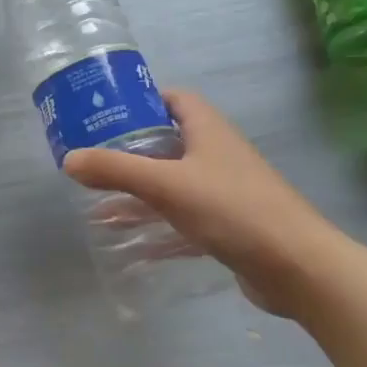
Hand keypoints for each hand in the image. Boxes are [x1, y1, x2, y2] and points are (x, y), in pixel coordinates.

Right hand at [65, 90, 339, 317]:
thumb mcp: (166, 185)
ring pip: (172, 184)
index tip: (105, 114)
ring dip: (139, 194)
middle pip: (166, 143)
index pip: (172, 99)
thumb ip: (115, 170)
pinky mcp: (227, 226)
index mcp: (207, 129)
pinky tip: (129, 244)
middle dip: (129, 153)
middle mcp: (216, 154)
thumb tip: (69, 159)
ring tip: (99, 207)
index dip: (140, 101)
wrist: (298, 266)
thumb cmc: (232, 209)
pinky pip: (182, 219)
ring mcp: (223, 191)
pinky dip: (157, 227)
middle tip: (92, 162)